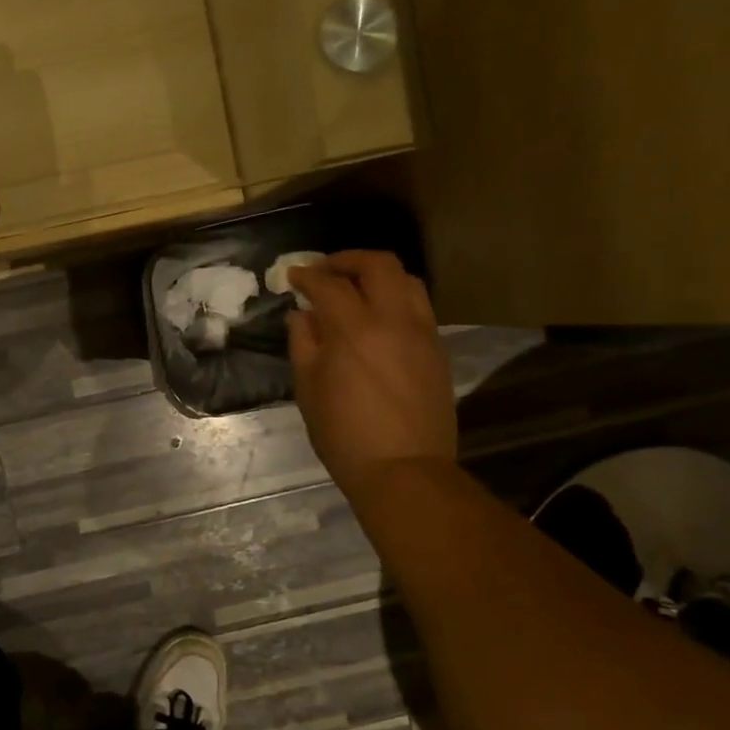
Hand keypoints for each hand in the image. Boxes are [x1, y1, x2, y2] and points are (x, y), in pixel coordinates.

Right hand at [288, 251, 457, 493]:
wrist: (403, 469)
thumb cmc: (344, 435)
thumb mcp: (309, 390)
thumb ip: (304, 344)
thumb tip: (303, 315)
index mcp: (354, 331)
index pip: (329, 284)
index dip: (307, 275)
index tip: (292, 276)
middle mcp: (394, 320)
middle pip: (378, 265)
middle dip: (347, 260)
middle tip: (325, 271)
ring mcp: (422, 333)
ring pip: (407, 280)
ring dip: (377, 275)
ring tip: (355, 289)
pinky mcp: (437, 349)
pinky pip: (418, 307)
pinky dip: (395, 298)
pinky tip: (377, 318)